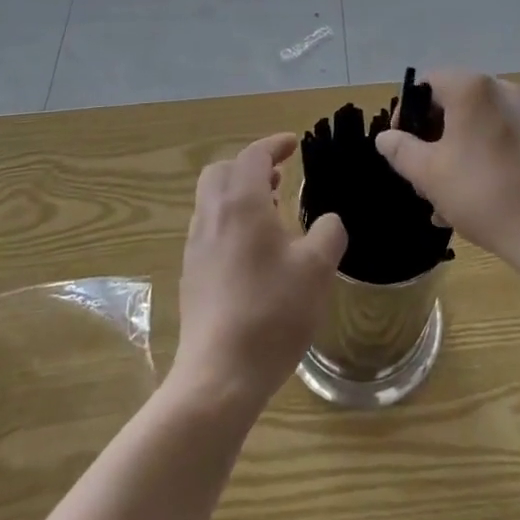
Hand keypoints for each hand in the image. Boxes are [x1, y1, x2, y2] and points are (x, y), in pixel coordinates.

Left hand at [171, 133, 347, 414]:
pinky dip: (230, 221)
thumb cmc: (272, 312)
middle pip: (222, 172)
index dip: (274, 146)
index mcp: (241, 203)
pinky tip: (254, 252)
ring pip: (212, 201)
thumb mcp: (317, 269)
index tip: (293, 144)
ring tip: (272, 212)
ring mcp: (196, 246)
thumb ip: (328, 234)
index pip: (253, 157)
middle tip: (279, 178)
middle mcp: (212, 215)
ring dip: (239, 195)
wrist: (219, 375)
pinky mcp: (191, 275)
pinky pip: (209, 229)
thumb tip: (327, 222)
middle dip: (249, 167)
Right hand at [376, 71, 519, 268]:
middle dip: (433, 140)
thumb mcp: (428, 173)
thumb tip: (386, 137)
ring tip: (446, 199)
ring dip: (457, 153)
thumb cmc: (481, 193)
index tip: (402, 148)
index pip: (428, 85)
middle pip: (454, 105)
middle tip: (422, 177)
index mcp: (472, 88)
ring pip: (478, 126)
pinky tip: (477, 198)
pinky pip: (502, 139)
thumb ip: (401, 150)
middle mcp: (502, 89)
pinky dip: (484, 158)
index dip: (408, 114)